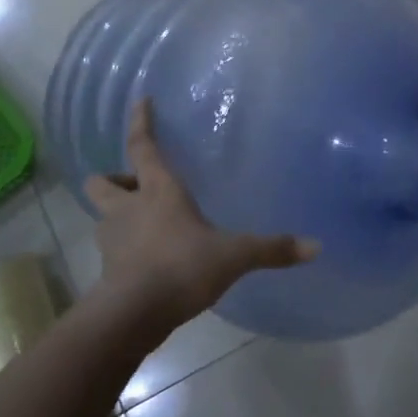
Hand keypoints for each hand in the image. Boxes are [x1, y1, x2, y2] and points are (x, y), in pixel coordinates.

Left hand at [86, 99, 318, 326]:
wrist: (132, 316)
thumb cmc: (181, 267)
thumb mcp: (233, 255)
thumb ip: (271, 249)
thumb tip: (316, 246)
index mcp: (158, 191)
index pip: (142, 146)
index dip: (141, 122)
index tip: (141, 100)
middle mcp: (129, 208)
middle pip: (102, 181)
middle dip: (115, 177)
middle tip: (137, 184)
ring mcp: (112, 239)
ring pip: (102, 215)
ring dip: (116, 213)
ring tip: (142, 221)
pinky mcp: (107, 270)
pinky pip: (111, 249)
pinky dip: (122, 247)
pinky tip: (144, 258)